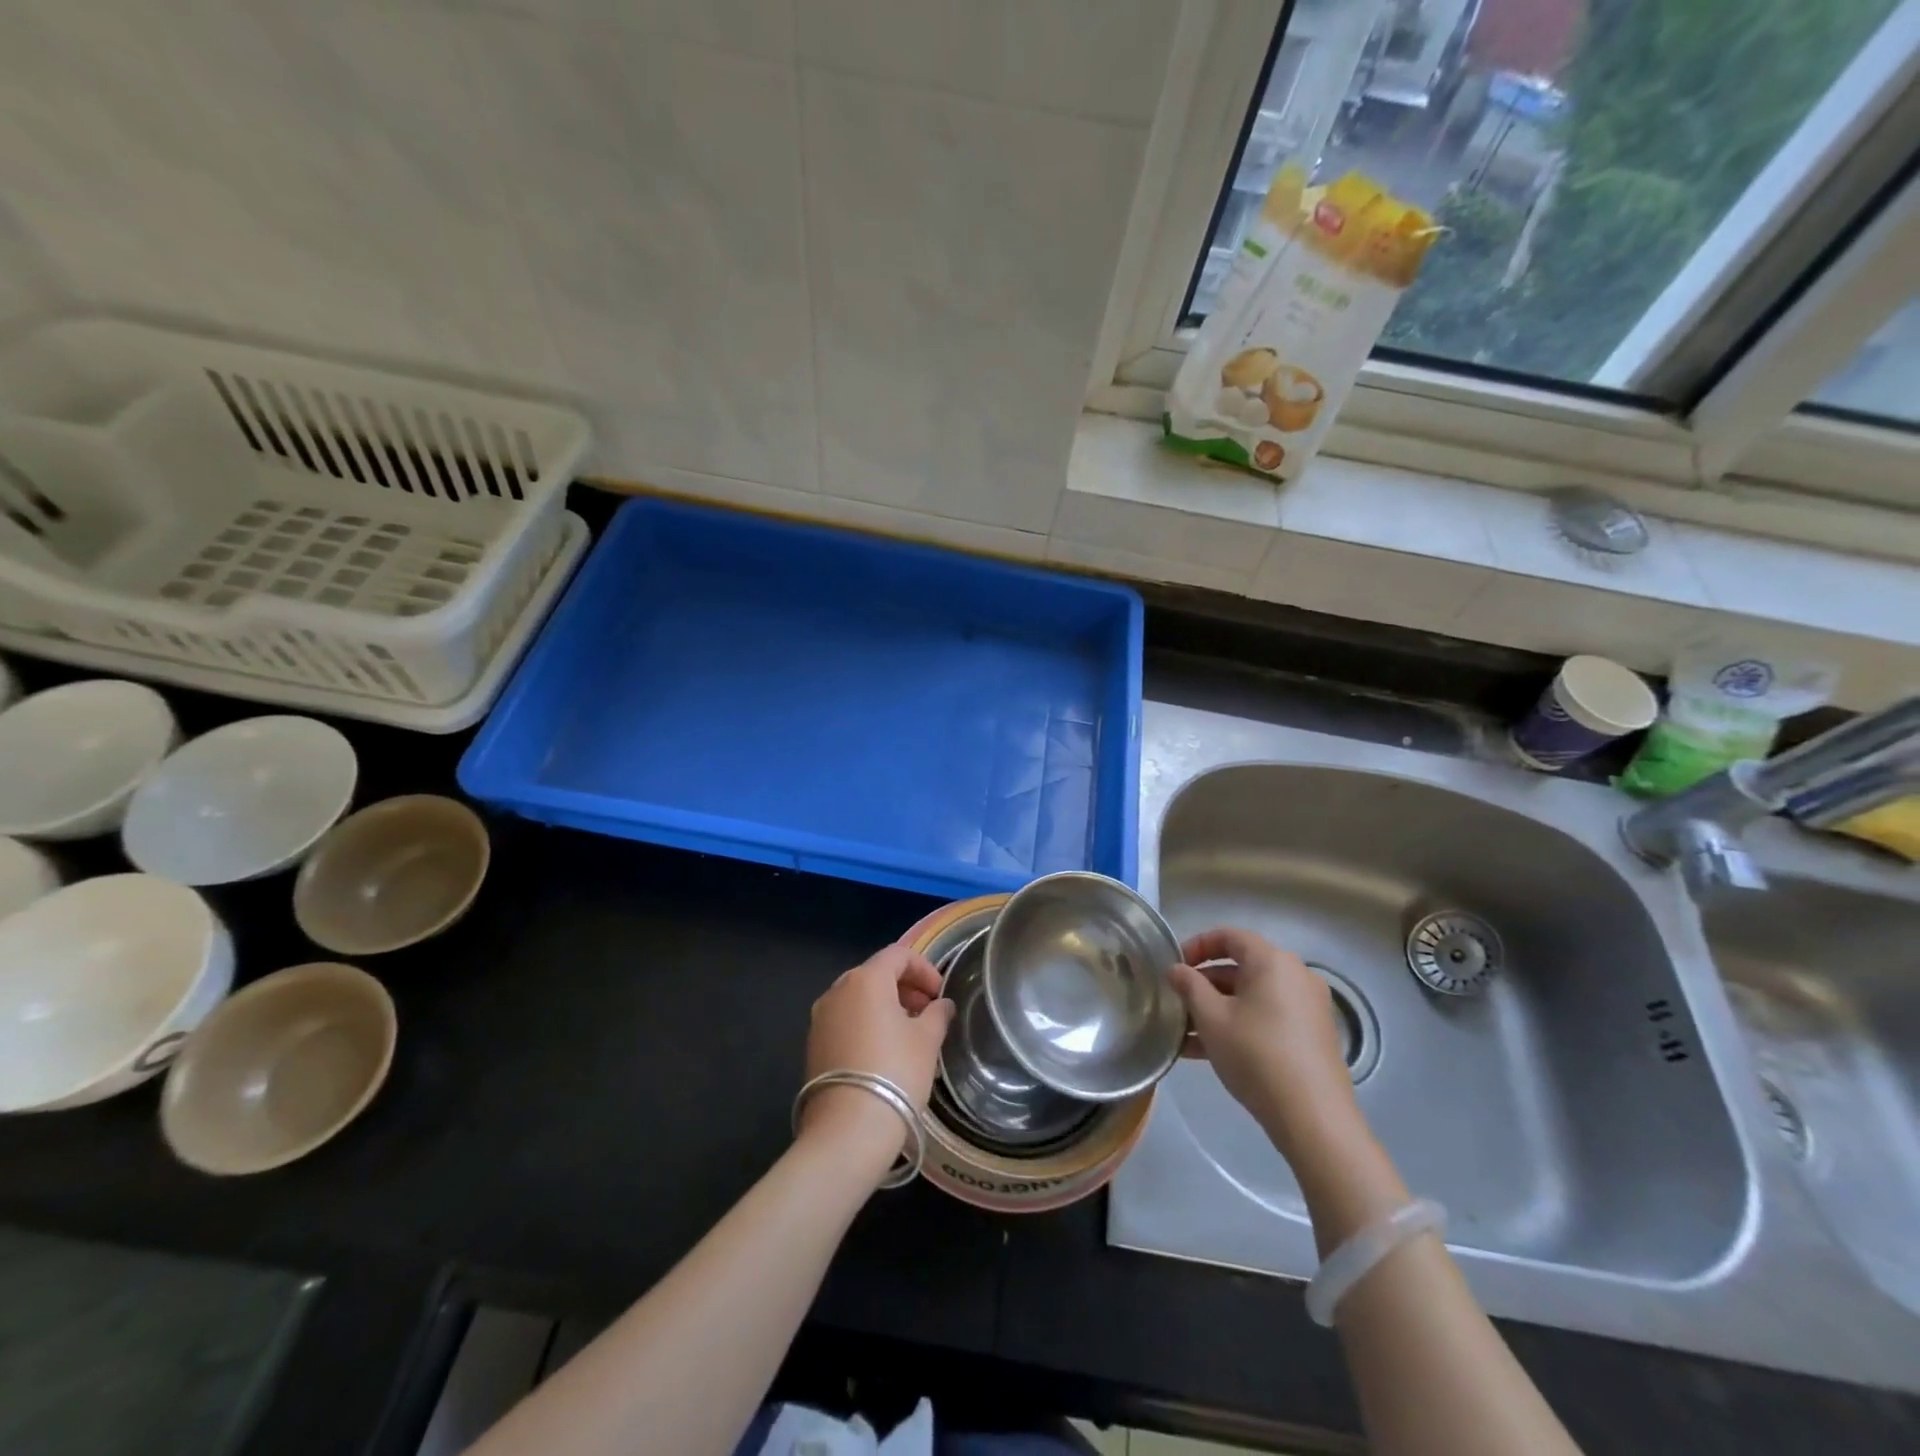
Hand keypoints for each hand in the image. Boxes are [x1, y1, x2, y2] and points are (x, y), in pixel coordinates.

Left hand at [800, 943, 955, 1176]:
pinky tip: (883, 1052)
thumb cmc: (895, 1073)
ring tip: (908, 1034)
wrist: (847, 1130)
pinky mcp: (813, 1045)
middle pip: (875, 974)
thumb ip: (937, 1015)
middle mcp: (837, 990)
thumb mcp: (927, 1040)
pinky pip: (845, 1021)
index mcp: (865, 979)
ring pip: (858, 999)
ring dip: (885, 1007)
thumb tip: (942, 1005)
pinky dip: (866, 1024)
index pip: (898, 955)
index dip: (924, 969)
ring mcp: (820, 1018)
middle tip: (927, 1012)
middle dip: (904, 987)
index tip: (940, 994)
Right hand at [1170, 928, 1360, 1164]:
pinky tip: (1209, 1052)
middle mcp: (1295, 975)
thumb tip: (1176, 969)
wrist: (1313, 1118)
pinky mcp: (1313, 1036)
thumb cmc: (1256, 1055)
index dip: (1197, 945)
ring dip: (1218, 1008)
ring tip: (1186, 1034)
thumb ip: (1189, 986)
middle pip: (1241, 967)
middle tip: (1178, 1002)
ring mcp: (1308, 1007)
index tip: (1175, 966)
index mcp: (1272, 961)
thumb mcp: (1211, 1018)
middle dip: (1205, 983)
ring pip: (1252, 996)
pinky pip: (1268, 1017)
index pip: (1229, 936)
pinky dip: (1240, 1024)